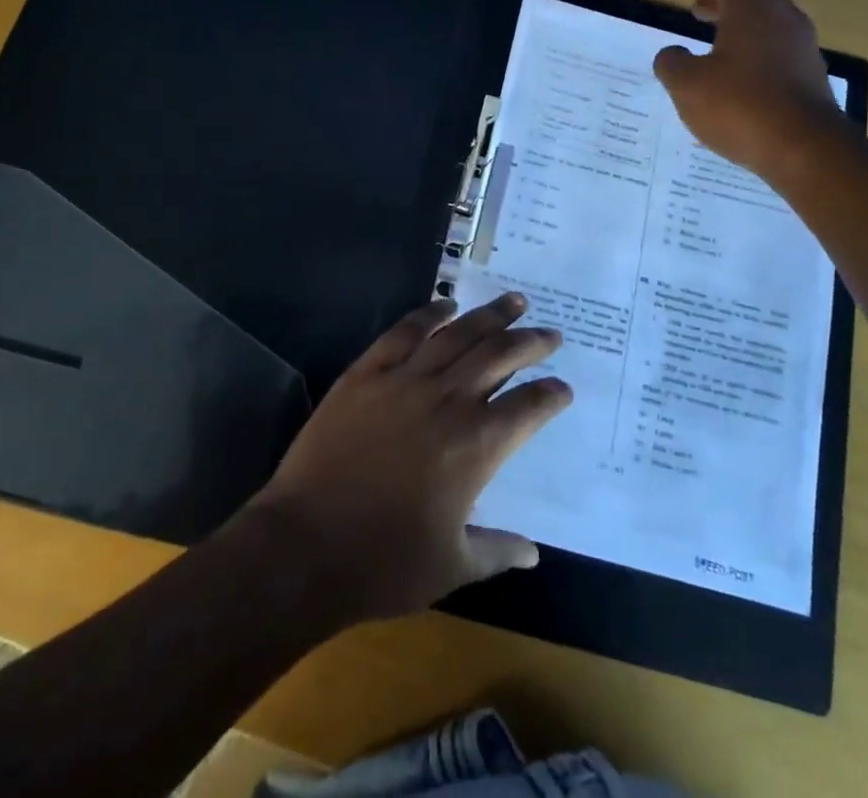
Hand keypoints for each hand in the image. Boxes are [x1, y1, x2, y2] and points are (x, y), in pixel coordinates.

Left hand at [243, 293, 571, 624]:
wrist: (305, 546)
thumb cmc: (383, 564)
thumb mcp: (452, 566)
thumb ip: (498, 551)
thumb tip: (534, 552)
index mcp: (476, 446)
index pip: (528, 408)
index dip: (550, 395)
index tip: (563, 389)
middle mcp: (447, 401)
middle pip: (499, 356)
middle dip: (530, 342)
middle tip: (550, 333)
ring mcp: (404, 380)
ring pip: (457, 335)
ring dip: (490, 316)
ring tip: (513, 301)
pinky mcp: (366, 373)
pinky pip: (404, 333)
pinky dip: (428, 314)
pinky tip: (445, 306)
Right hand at [652, 0, 850, 181]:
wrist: (807, 150)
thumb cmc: (741, 107)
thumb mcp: (687, 85)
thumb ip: (672, 63)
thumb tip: (672, 54)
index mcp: (752, 8)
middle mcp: (782, 16)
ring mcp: (800, 44)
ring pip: (766, 12)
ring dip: (735, 11)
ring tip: (708, 18)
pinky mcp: (808, 71)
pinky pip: (774, 38)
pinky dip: (749, 36)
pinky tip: (731, 58)